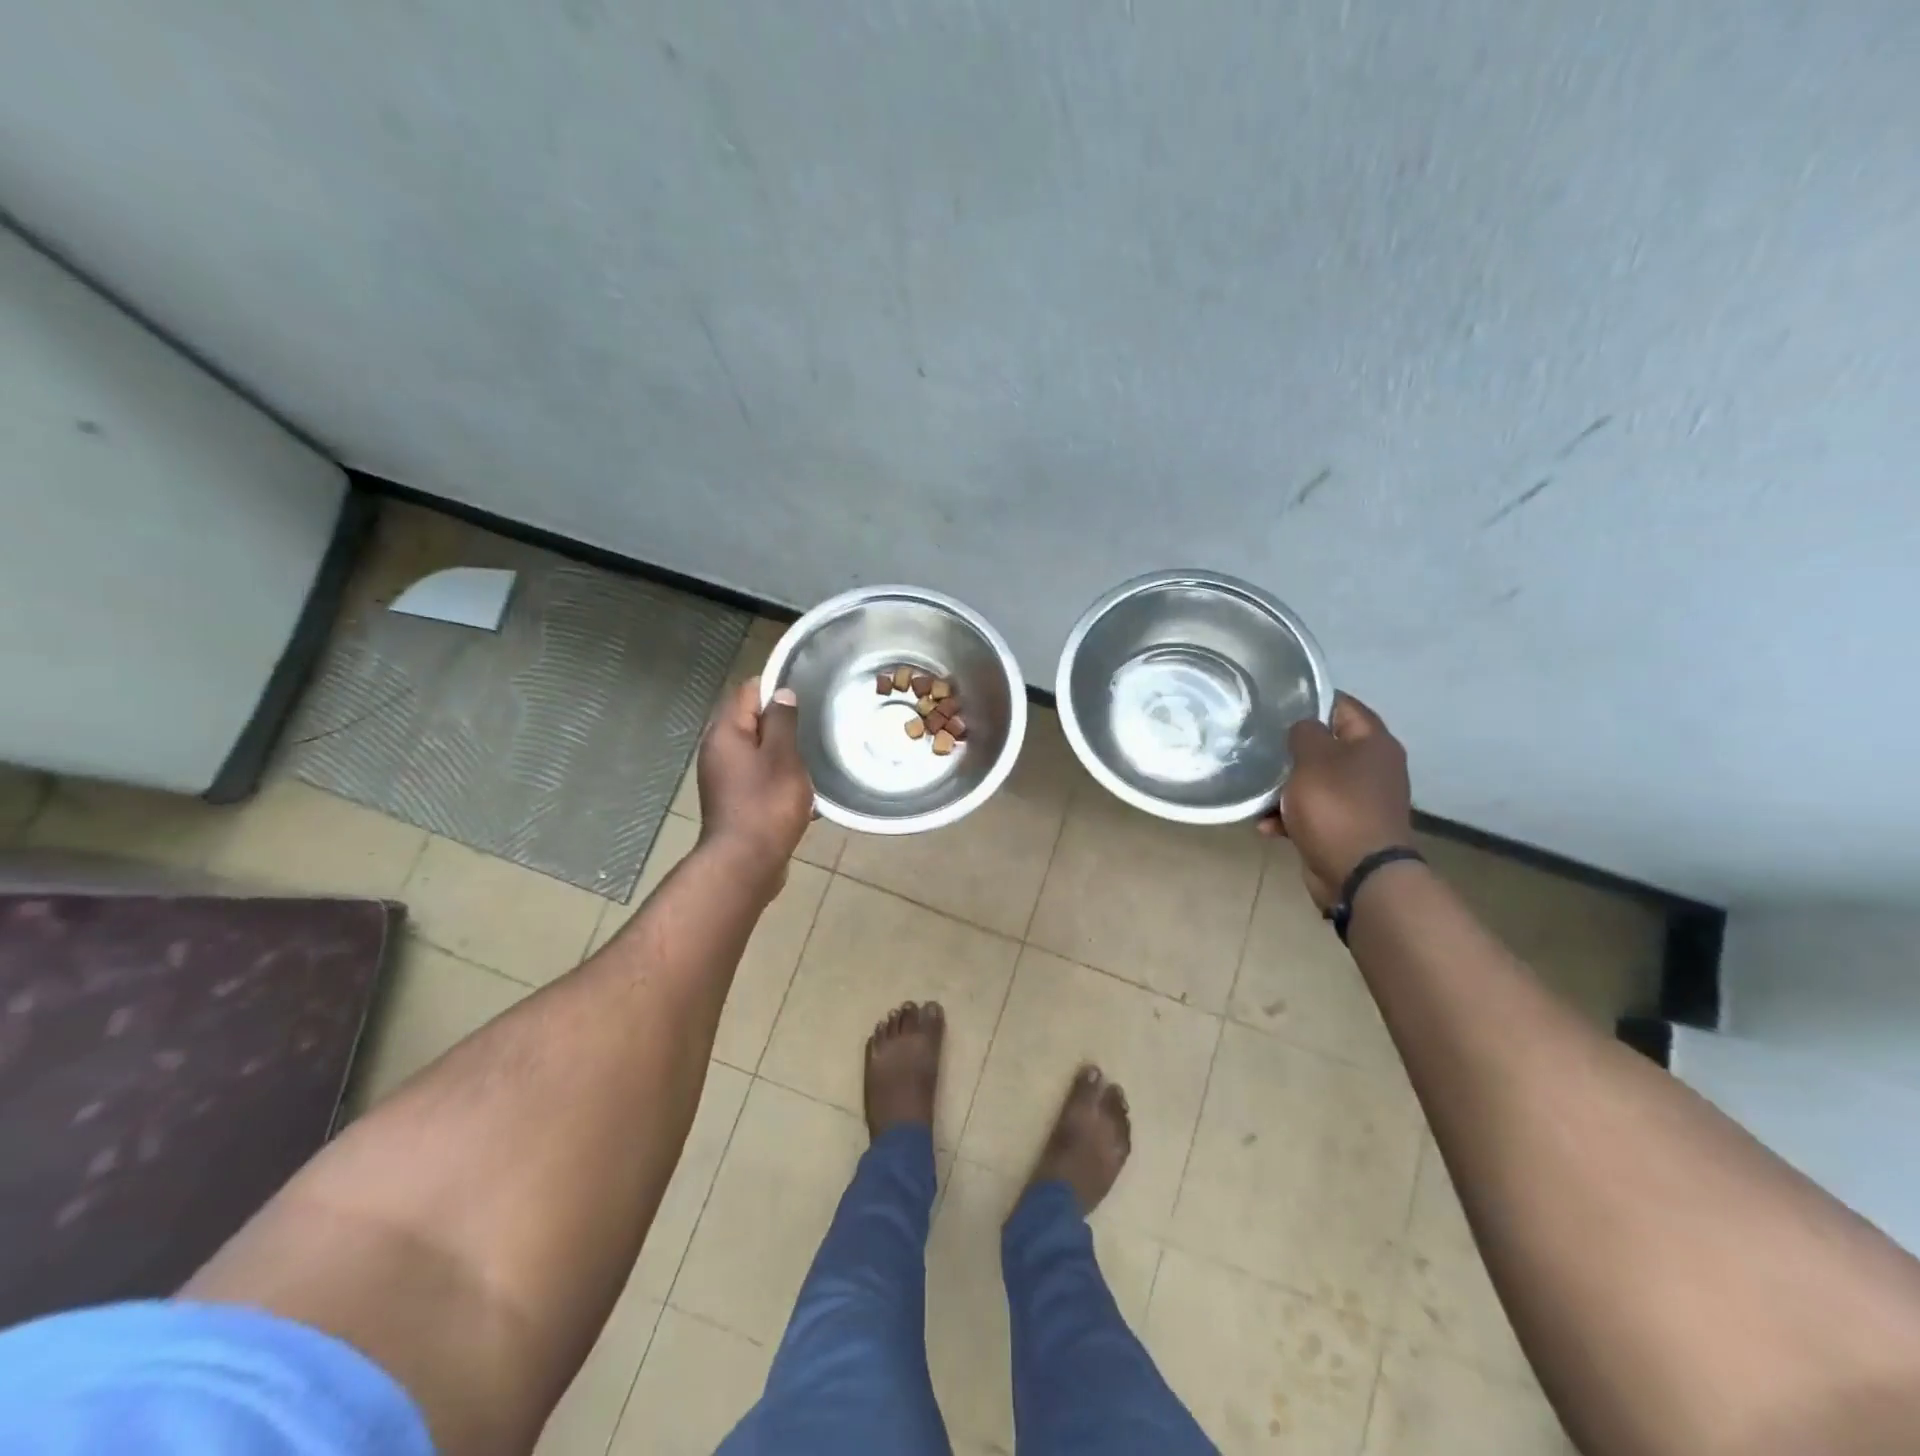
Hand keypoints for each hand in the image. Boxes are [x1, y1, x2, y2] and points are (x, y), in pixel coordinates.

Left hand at [695, 678, 813, 884]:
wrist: (746, 863)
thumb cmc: (767, 805)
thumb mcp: (783, 757)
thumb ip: (782, 722)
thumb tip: (781, 694)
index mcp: (725, 733)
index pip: (747, 691)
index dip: (775, 686)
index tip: (805, 693)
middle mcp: (717, 750)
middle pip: (749, 720)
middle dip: (780, 721)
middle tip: (813, 725)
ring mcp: (723, 777)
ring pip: (755, 749)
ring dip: (781, 750)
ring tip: (811, 756)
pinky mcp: (733, 799)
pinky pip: (757, 775)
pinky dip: (776, 774)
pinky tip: (800, 788)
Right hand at [1258, 693, 1413, 909]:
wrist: (1359, 874)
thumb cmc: (1336, 807)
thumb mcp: (1313, 759)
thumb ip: (1304, 733)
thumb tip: (1303, 728)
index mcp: (1373, 743)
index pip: (1342, 705)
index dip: (1310, 699)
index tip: (1276, 703)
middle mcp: (1372, 768)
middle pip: (1327, 745)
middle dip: (1292, 748)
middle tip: (1259, 744)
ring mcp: (1360, 800)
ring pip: (1315, 781)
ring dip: (1285, 787)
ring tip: (1256, 790)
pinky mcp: (1345, 828)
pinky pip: (1312, 813)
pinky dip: (1289, 818)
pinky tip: (1266, 826)